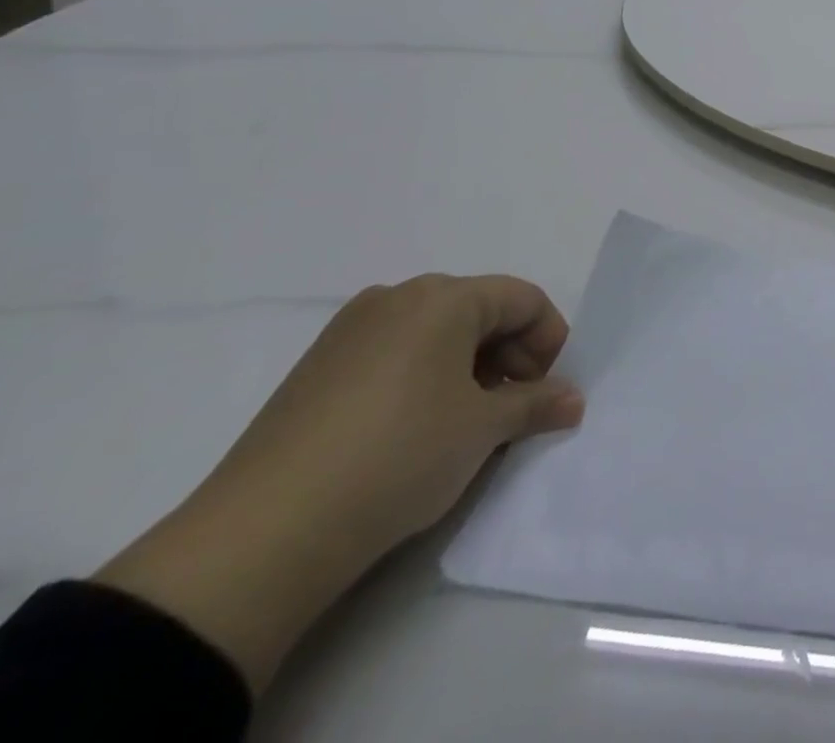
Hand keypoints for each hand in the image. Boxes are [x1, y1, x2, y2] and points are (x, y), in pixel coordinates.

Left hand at [96, 276, 583, 694]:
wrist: (261, 537)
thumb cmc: (398, 457)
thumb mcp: (484, 430)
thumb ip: (537, 404)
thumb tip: (572, 400)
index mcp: (444, 297)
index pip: (523, 299)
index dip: (549, 341)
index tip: (547, 391)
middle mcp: (397, 297)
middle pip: (480, 310)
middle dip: (510, 356)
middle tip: (514, 409)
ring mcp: (350, 331)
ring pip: (436, 333)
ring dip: (469, 369)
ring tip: (467, 425)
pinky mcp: (317, 369)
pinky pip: (394, 354)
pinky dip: (424, 379)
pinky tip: (416, 431)